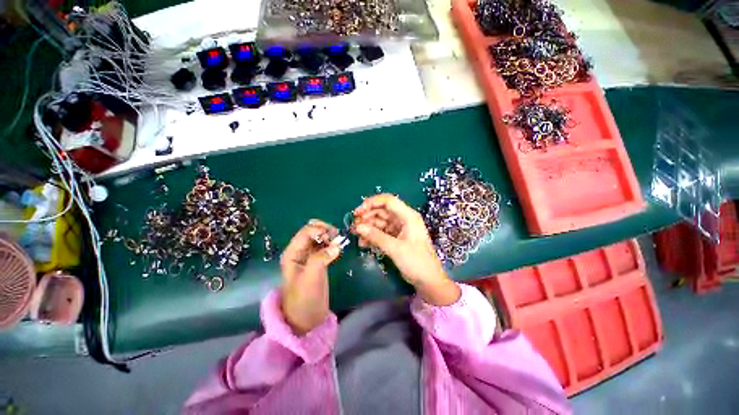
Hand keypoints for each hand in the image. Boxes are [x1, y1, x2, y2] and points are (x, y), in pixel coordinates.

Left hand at [280, 220, 341, 335]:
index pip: (305, 232)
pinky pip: (325, 246)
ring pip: (320, 238)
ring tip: (339, 242)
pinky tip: (338, 248)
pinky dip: (332, 244)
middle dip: (325, 231)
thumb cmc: (304, 298)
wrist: (306, 318)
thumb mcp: (310, 278)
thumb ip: (320, 259)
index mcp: (292, 253)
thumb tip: (336, 245)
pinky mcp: (318, 261)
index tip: (332, 237)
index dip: (319, 230)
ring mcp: (309, 256)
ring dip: (330, 236)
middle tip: (337, 237)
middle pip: (312, 231)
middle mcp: (299, 251)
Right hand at [352, 194, 460, 305]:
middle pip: (382, 211)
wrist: (428, 281)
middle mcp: (403, 219)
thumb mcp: (395, 248)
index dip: (371, 203)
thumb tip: (358, 227)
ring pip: (380, 222)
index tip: (357, 212)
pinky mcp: (396, 238)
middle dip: (367, 217)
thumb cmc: (416, 262)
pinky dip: (372, 236)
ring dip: (368, 227)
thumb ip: (376, 236)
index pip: (388, 201)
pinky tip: (363, 243)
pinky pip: (381, 232)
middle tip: (354, 226)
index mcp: (408, 216)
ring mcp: (399, 228)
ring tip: (356, 235)